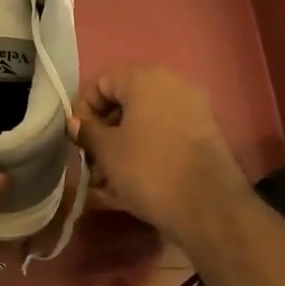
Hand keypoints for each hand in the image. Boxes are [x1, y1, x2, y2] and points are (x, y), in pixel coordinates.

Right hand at [70, 65, 246, 244]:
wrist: (208, 206)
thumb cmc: (147, 169)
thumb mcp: (107, 151)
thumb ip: (87, 132)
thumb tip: (76, 123)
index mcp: (146, 79)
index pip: (102, 83)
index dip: (84, 109)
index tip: (77, 139)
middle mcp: (173, 85)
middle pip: (125, 102)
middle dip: (104, 132)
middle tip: (92, 162)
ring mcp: (193, 110)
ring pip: (145, 122)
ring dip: (122, 146)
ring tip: (108, 181)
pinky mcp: (204, 135)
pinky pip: (164, 136)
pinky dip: (146, 153)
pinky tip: (132, 183)